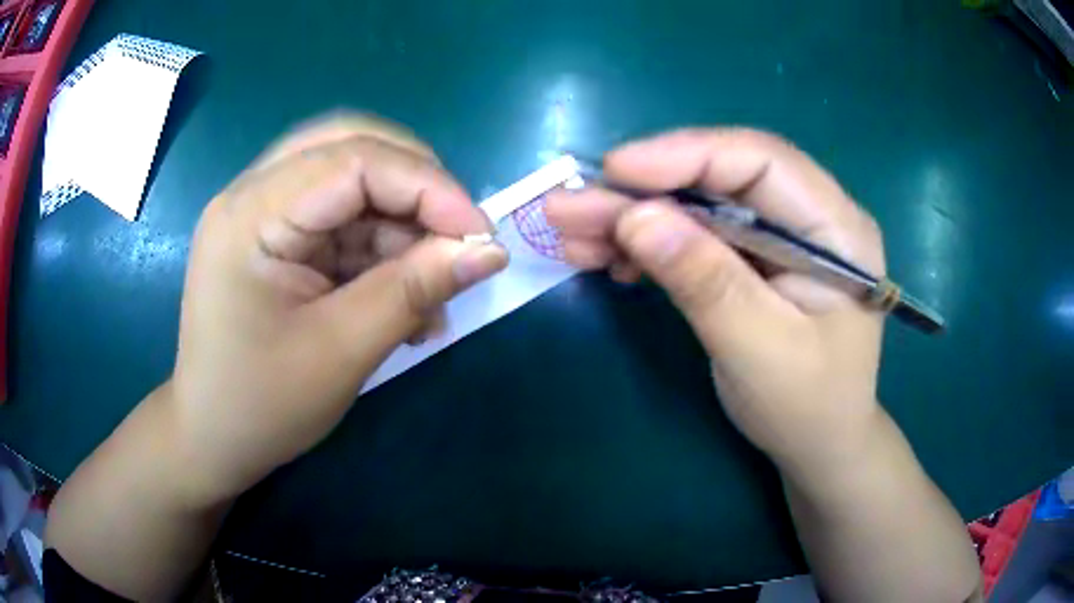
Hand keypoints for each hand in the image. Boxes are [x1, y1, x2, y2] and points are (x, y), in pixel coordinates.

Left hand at [170, 114, 506, 503]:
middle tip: (456, 237)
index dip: (428, 186)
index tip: (481, 235)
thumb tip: (490, 250)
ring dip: (401, 225)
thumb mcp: (342, 351)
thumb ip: (415, 290)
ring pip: (352, 181)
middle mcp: (253, 194)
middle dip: (415, 187)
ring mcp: (262, 212)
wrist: (213, 439)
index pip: (354, 159)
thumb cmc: (262, 406)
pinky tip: (401, 295)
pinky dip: (381, 248)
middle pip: (351, 148)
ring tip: (430, 286)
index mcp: (252, 214)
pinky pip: (341, 219)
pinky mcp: (276, 237)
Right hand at [546, 129, 885, 472]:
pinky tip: (609, 257)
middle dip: (643, 190)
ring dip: (634, 216)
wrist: (819, 443)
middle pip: (721, 177)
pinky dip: (649, 242)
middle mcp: (811, 214)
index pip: (761, 160)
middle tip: (569, 207)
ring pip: (699, 203)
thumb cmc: (806, 407)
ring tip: (572, 235)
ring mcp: (780, 234)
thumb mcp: (759, 350)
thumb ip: (706, 281)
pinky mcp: (753, 256)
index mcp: (837, 227)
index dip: (686, 155)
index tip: (614, 171)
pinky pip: (696, 234)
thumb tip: (635, 218)